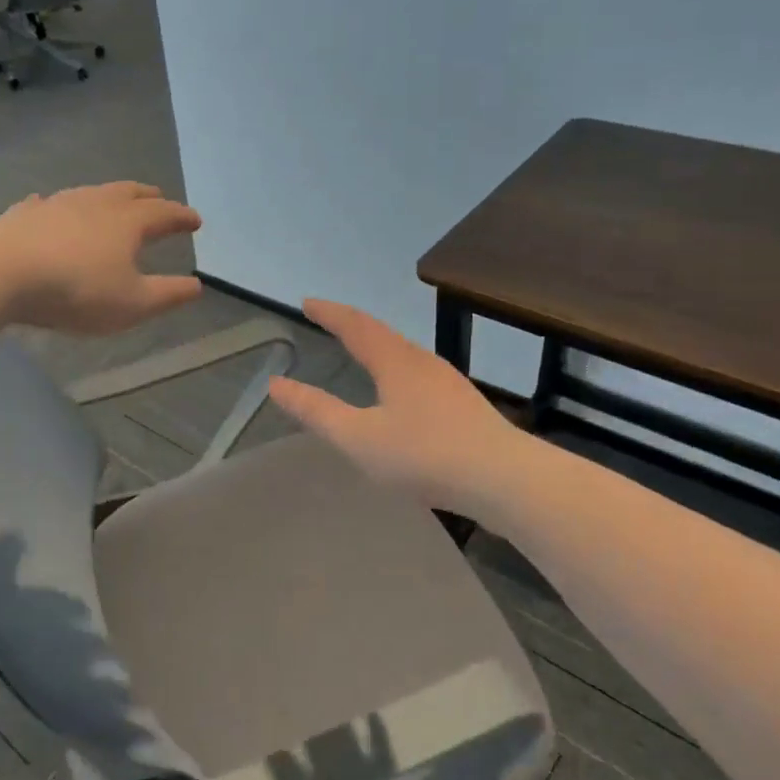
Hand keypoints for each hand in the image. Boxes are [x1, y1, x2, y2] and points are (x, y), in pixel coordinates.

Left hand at [0, 183, 202, 334]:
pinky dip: (57, 205)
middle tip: (159, 197)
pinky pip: (47, 203)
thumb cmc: (77, 290)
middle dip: (148, 196)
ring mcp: (58, 204)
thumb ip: (168, 294)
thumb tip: (196, 286)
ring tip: (112, 200)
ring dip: (107, 195)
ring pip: (91, 192)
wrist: (1, 271)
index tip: (195, 220)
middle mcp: (97, 204)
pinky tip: (47, 204)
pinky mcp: (24, 214)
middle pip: (128, 193)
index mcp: (128, 223)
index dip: (182, 217)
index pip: (164, 214)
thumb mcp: (133, 304)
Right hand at [269, 301, 518, 511]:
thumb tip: (276, 384)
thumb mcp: (359, 438)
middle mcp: (422, 362)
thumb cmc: (424, 455)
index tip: (307, 303)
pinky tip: (401, 392)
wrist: (503, 477)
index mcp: (394, 362)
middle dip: (352, 325)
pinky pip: (418, 373)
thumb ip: (316, 412)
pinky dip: (395, 368)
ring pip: (404, 353)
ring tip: (361, 350)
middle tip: (330, 321)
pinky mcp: (463, 405)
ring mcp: (447, 382)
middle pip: (382, 334)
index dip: (329, 313)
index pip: (355, 326)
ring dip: (377, 345)